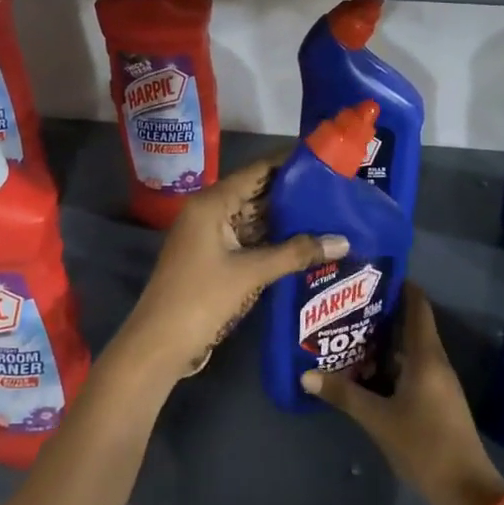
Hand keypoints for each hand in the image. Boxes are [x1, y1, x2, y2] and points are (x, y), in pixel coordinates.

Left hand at [113, 157, 347, 386]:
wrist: (159, 345)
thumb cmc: (201, 299)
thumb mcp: (251, 273)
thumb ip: (297, 253)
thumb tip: (343, 241)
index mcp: (212, 203)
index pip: (257, 171)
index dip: (289, 163)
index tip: (324, 159)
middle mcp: (210, 211)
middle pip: (257, 193)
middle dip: (293, 194)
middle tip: (335, 191)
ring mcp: (210, 236)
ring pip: (254, 219)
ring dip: (286, 220)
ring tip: (328, 215)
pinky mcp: (214, 258)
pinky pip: (248, 240)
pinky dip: (273, 241)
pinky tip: (304, 243)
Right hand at [302, 286, 503, 504]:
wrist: (466, 490)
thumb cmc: (424, 445)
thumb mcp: (378, 419)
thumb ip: (344, 394)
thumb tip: (306, 374)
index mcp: (426, 355)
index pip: (417, 305)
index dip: (399, 285)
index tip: (371, 273)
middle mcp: (435, 361)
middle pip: (411, 325)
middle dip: (381, 314)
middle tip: (347, 304)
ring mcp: (439, 382)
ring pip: (410, 350)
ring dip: (384, 342)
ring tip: (349, 334)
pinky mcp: (437, 401)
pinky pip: (412, 370)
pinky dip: (391, 365)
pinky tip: (367, 372)